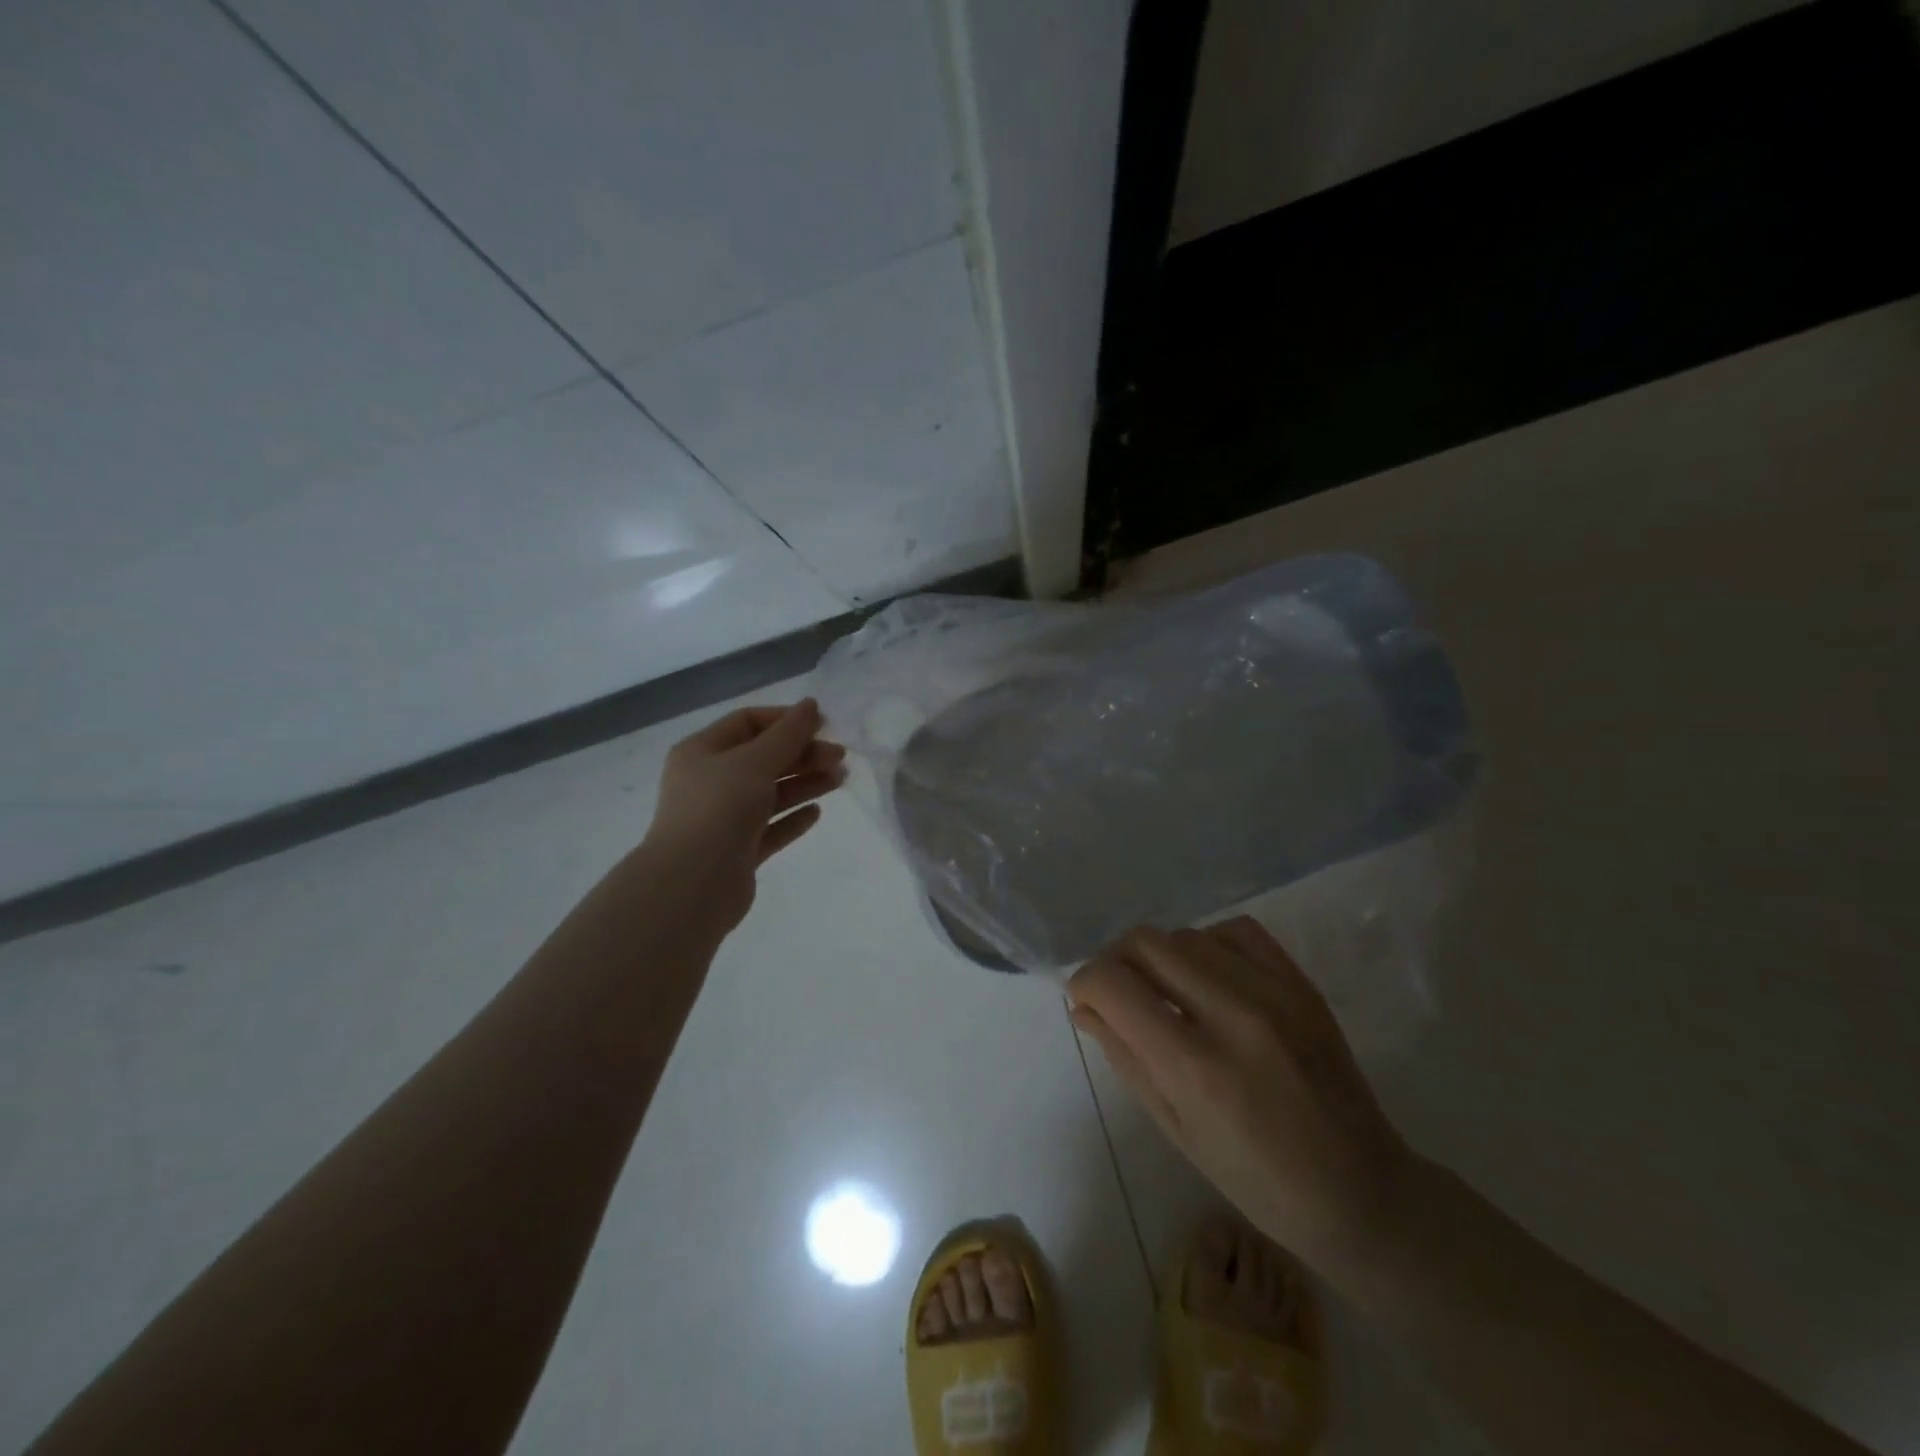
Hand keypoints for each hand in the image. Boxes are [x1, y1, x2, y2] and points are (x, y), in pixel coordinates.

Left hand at [642, 699, 845, 929]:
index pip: (747, 723)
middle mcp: (709, 782)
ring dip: (804, 783)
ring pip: (770, 793)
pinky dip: (792, 817)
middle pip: (762, 758)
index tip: (823, 725)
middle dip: (802, 754)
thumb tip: (811, 705)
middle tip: (840, 757)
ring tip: (840, 779)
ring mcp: (722, 819)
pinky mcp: (737, 851)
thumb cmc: (719, 809)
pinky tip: (816, 812)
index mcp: (701, 752)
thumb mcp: (755, 761)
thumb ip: (788, 734)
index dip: (785, 720)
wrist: (693, 884)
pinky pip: (770, 828)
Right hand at [1068, 918, 1417, 1280]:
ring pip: (1185, 933)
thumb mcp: (1175, 1128)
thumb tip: (1084, 1006)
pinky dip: (1208, 943)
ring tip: (1166, 990)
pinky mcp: (1301, 983)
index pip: (1113, 984)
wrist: (1362, 1191)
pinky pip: (1236, 930)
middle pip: (1145, 943)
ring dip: (1160, 957)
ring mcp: (1273, 992)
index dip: (1085, 983)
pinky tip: (1209, 975)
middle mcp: (1232, 1015)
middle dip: (1116, 961)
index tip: (1085, 999)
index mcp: (1195, 1067)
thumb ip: (1124, 1056)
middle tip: (1119, 992)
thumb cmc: (1258, 1182)